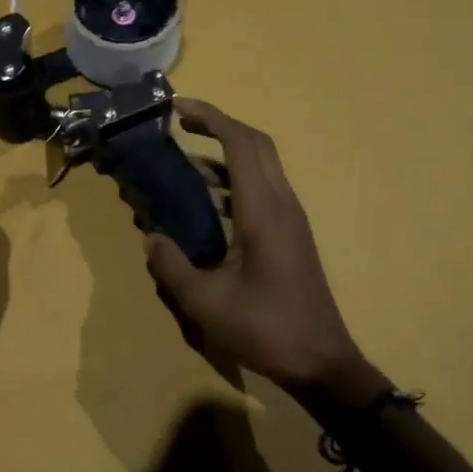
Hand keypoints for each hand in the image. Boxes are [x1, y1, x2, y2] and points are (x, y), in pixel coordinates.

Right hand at [144, 99, 369, 398]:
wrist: (321, 363)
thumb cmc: (264, 329)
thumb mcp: (204, 303)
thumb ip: (171, 265)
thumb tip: (151, 237)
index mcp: (263, 211)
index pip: (241, 143)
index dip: (210, 118)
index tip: (178, 108)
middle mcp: (282, 204)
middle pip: (256, 144)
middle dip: (219, 125)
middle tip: (181, 124)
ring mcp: (291, 219)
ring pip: (262, 166)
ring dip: (226, 153)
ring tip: (185, 163)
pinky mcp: (291, 235)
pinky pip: (263, 189)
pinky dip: (234, 180)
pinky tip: (207, 202)